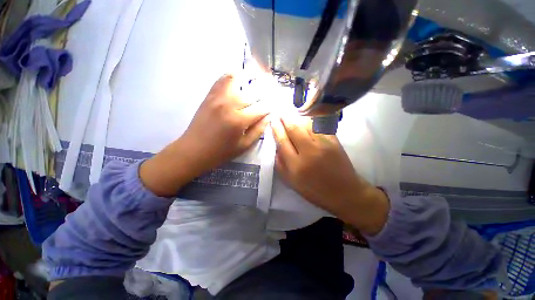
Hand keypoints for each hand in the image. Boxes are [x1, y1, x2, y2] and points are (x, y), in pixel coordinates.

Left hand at [140, 74, 268, 196]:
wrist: (194, 150)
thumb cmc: (221, 152)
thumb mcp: (244, 145)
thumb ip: (259, 130)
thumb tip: (269, 116)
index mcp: (239, 120)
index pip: (262, 107)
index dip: (271, 105)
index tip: (277, 103)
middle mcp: (229, 104)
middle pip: (253, 91)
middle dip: (266, 88)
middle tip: (273, 86)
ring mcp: (218, 97)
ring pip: (237, 78)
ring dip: (250, 75)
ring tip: (258, 74)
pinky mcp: (209, 95)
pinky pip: (222, 79)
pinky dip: (232, 75)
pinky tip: (240, 76)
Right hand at [271, 116, 388, 235]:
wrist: (344, 192)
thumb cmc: (315, 190)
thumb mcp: (292, 183)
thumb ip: (280, 165)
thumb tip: (276, 147)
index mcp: (296, 166)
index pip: (282, 141)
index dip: (276, 129)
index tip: (272, 121)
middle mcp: (309, 152)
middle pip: (294, 129)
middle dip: (285, 118)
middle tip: (280, 113)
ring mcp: (323, 145)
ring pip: (307, 124)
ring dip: (297, 117)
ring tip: (291, 115)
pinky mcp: (334, 141)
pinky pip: (319, 125)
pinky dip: (310, 120)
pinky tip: (306, 118)